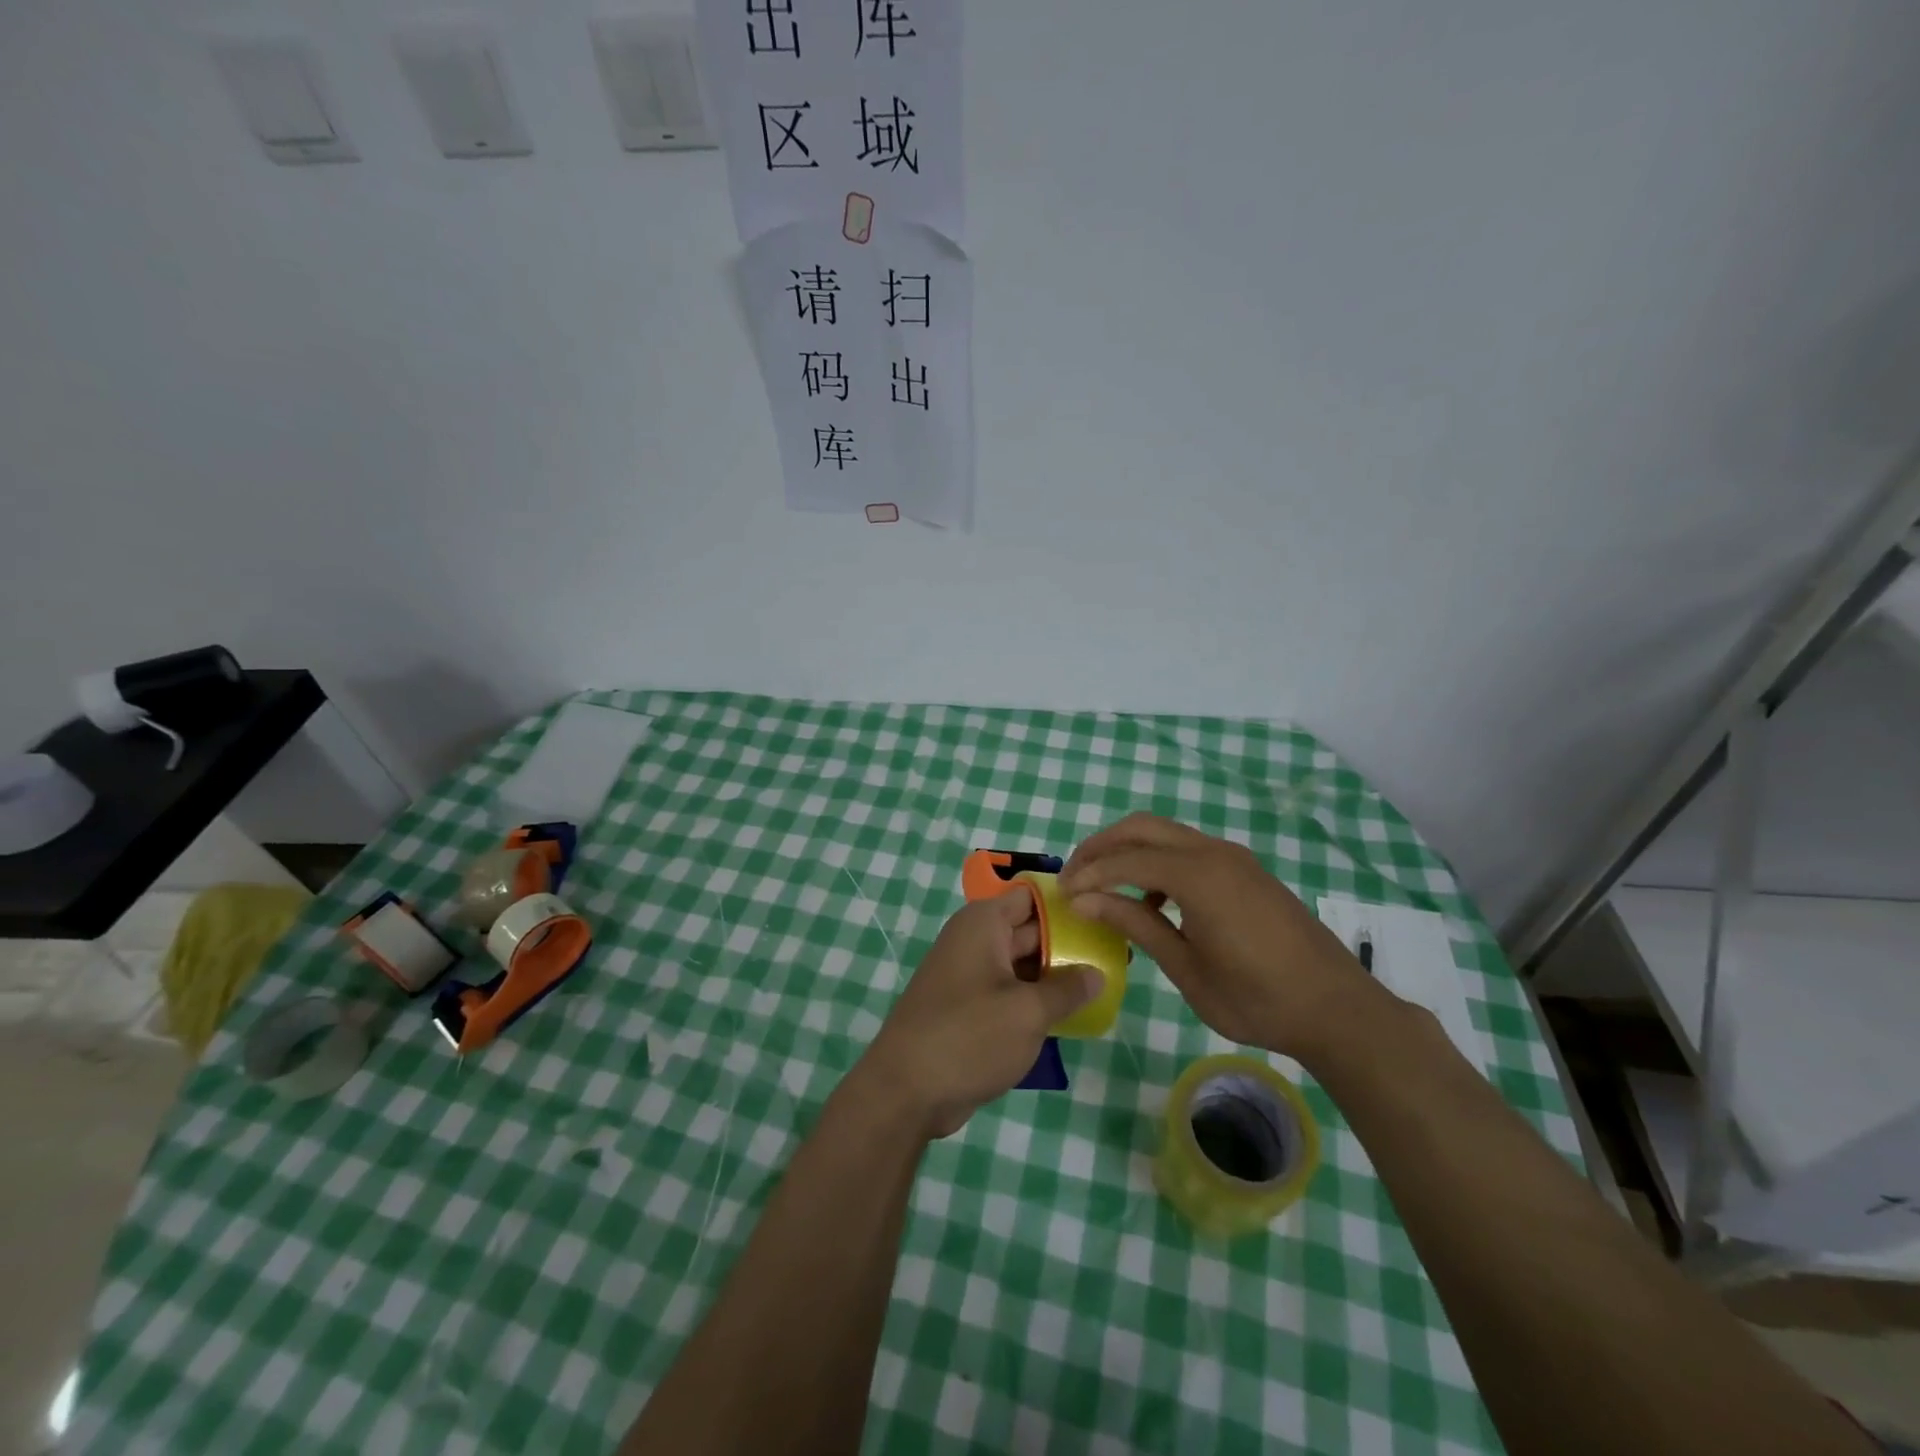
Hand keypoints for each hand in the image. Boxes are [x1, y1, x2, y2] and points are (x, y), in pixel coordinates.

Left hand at [857, 889, 1099, 1138]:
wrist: (906, 1091)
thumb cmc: (969, 1036)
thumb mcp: (1028, 1012)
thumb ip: (1067, 989)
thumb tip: (1097, 973)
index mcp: (984, 923)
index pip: (1033, 896)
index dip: (1068, 903)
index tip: (1106, 915)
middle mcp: (976, 940)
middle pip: (1031, 930)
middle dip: (1070, 943)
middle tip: (1118, 955)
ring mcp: (971, 974)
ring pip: (1023, 964)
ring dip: (1056, 975)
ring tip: (1105, 984)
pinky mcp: (970, 1007)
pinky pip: (1011, 991)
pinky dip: (1037, 999)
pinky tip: (1072, 1014)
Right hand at [1060, 814, 1377, 1061]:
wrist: (1337, 1008)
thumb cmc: (1257, 999)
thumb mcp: (1187, 968)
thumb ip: (1136, 925)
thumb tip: (1085, 901)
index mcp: (1197, 876)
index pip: (1124, 861)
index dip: (1087, 875)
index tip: (1059, 895)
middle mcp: (1213, 852)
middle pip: (1141, 828)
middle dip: (1101, 847)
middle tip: (1074, 878)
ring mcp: (1233, 857)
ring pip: (1165, 833)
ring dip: (1128, 851)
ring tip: (1102, 887)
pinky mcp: (1245, 869)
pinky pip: (1188, 849)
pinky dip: (1157, 861)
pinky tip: (1152, 901)